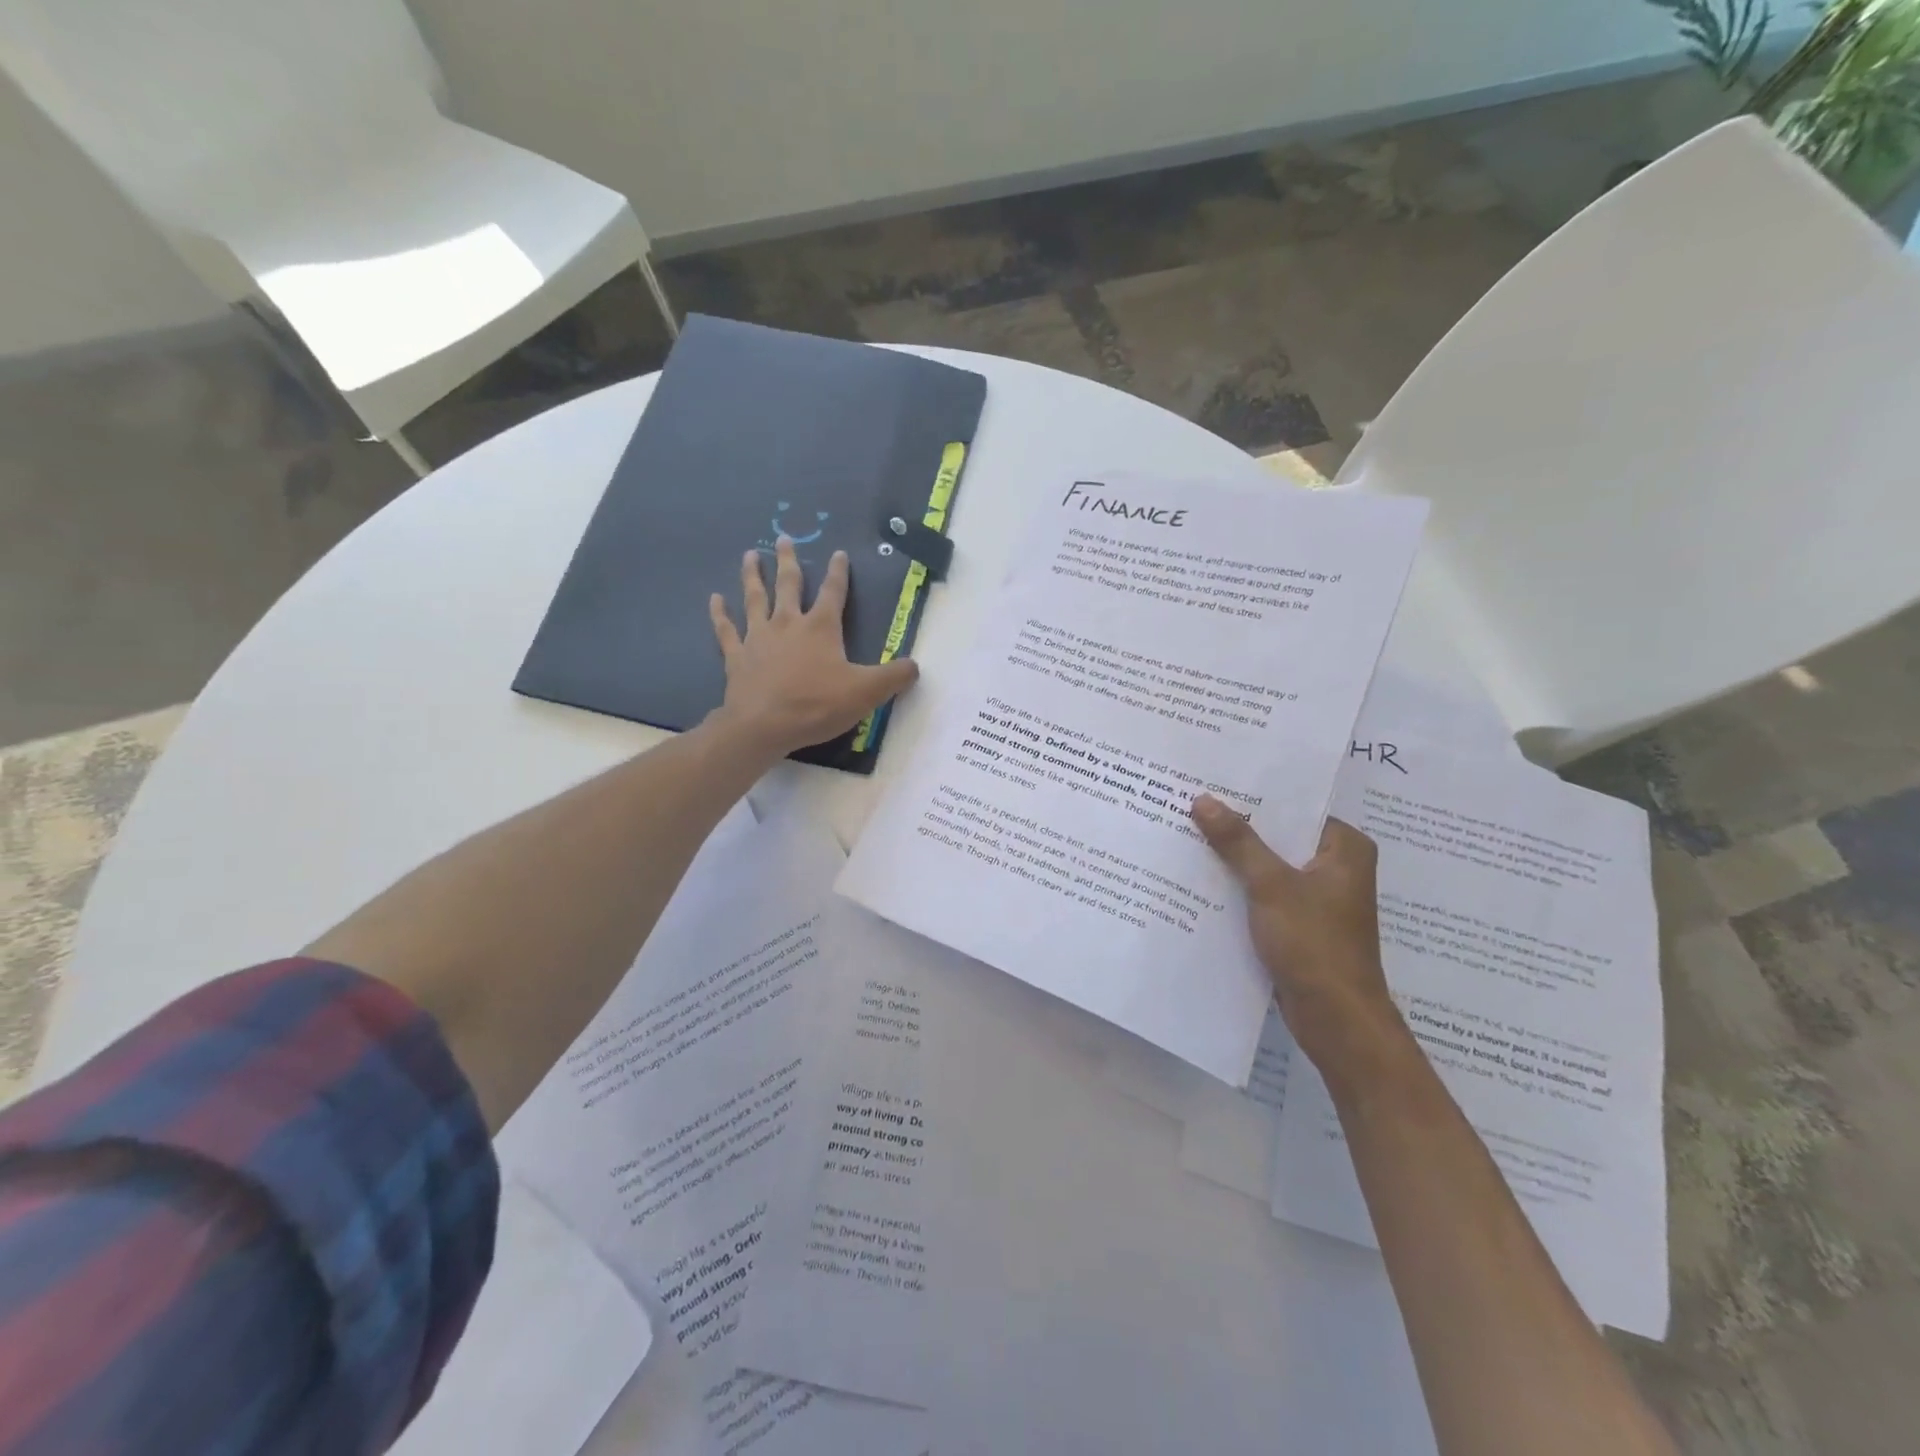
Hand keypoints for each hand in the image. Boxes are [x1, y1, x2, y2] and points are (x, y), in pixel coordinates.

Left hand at [708, 536, 919, 758]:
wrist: (763, 725)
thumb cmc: (817, 705)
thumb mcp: (866, 692)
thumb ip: (894, 677)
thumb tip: (915, 666)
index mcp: (820, 627)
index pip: (833, 592)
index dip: (838, 572)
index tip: (838, 553)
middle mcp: (787, 623)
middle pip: (789, 585)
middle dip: (789, 561)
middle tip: (784, 539)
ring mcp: (758, 638)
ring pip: (755, 598)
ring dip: (753, 575)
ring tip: (751, 555)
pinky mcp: (737, 657)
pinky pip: (727, 630)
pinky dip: (720, 614)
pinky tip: (715, 599)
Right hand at [1191, 796, 1408, 1080]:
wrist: (1335, 1020)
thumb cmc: (1314, 943)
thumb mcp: (1271, 885)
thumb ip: (1237, 842)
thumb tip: (1203, 800)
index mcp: (1345, 849)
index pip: (1296, 808)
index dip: (1254, 796)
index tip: (1213, 781)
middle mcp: (1336, 867)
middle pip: (1280, 836)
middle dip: (1238, 827)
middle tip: (1192, 804)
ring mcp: (1318, 898)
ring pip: (1270, 866)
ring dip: (1236, 858)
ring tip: (1189, 834)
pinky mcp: (1300, 924)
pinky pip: (1265, 893)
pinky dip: (1240, 887)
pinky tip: (1202, 878)